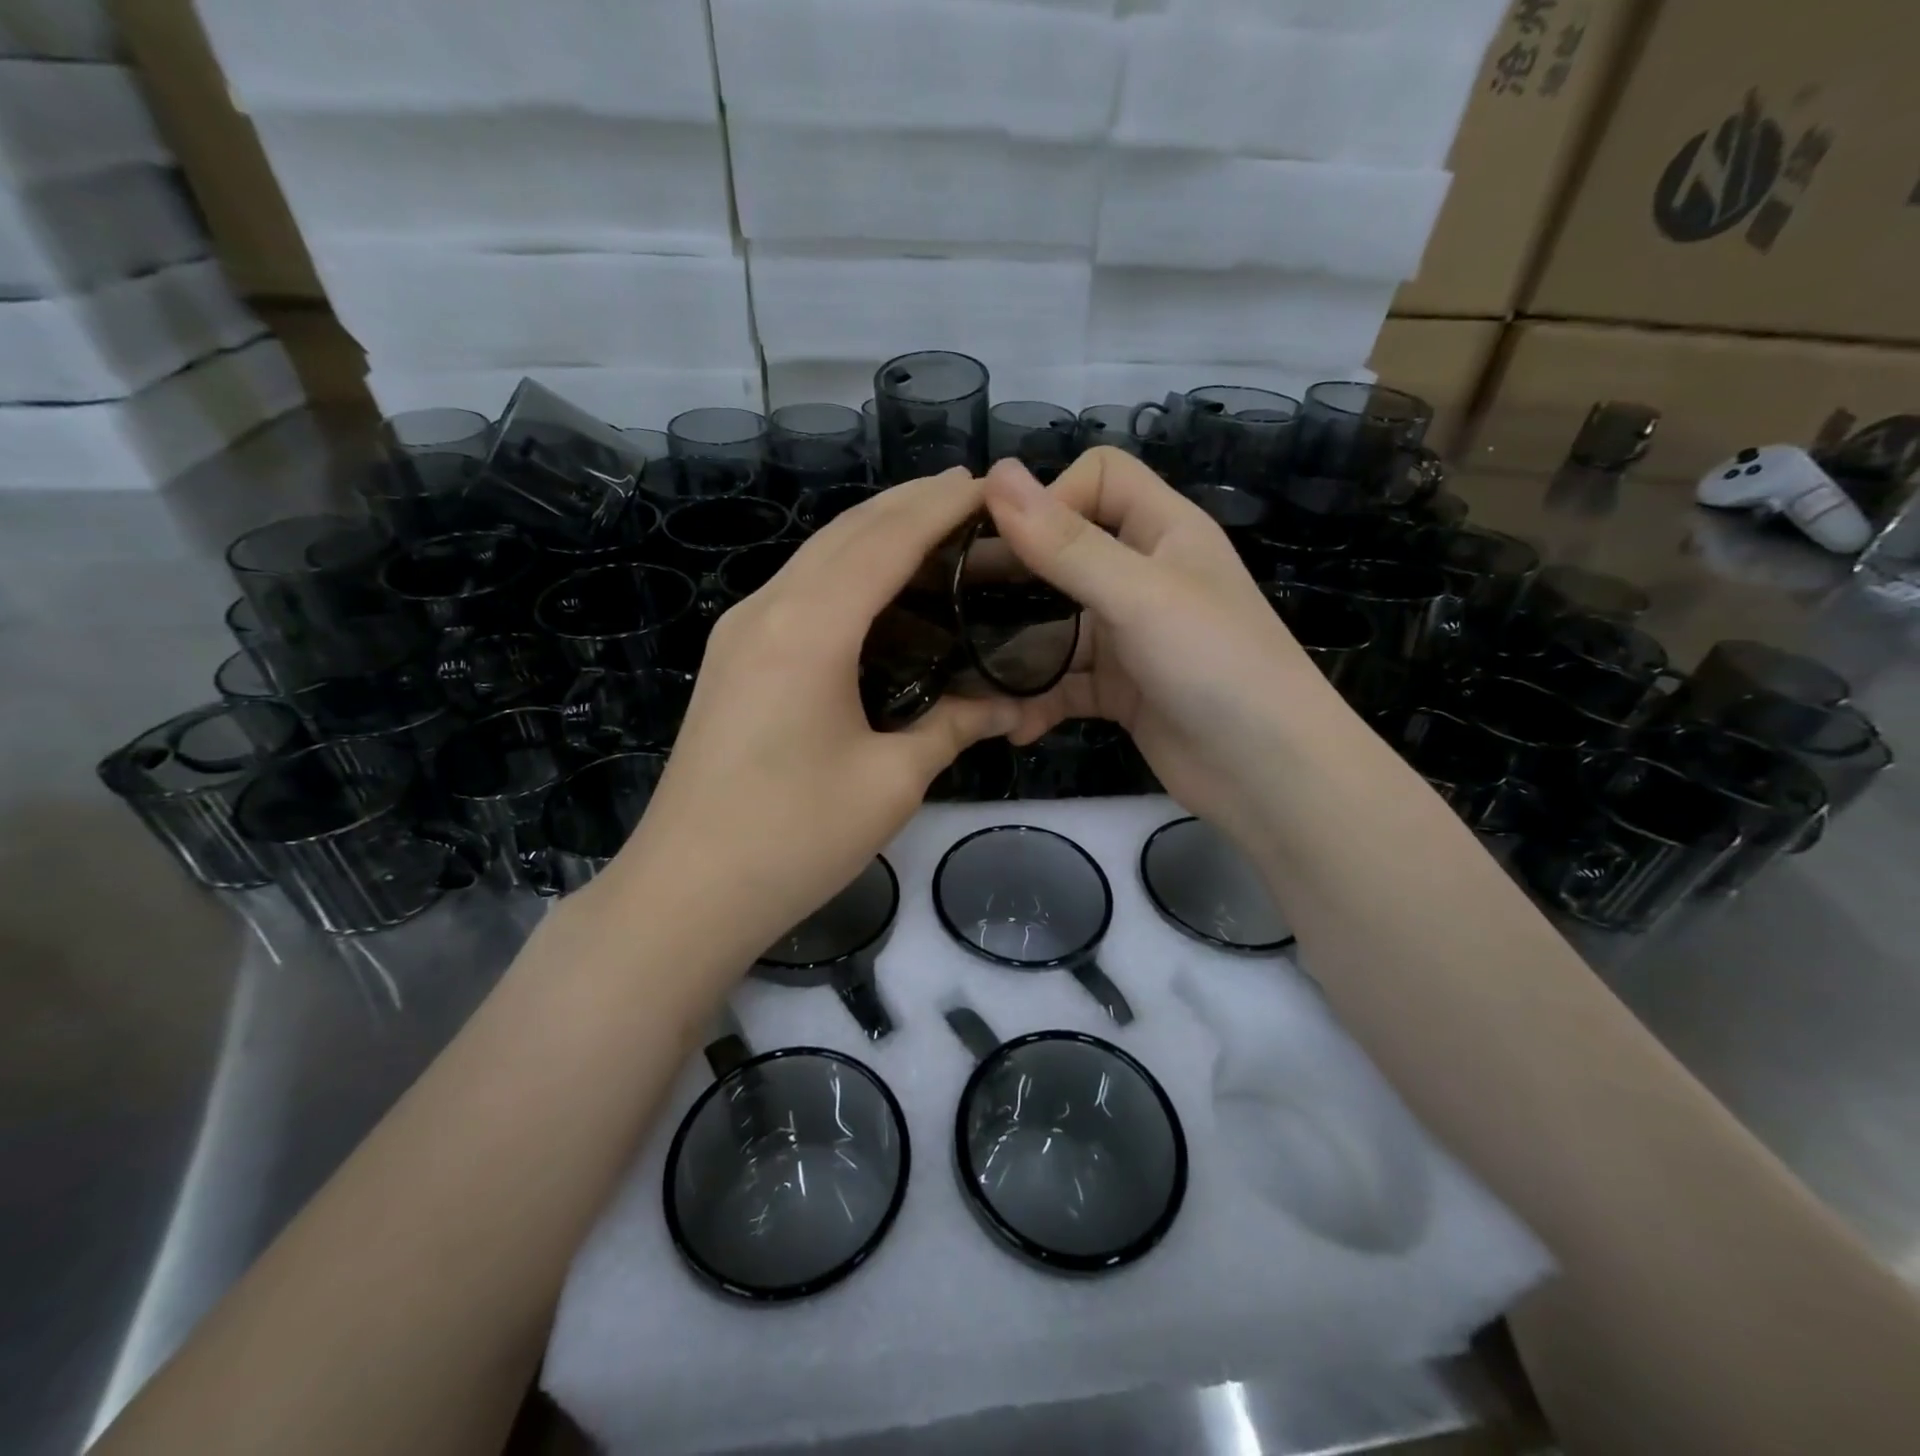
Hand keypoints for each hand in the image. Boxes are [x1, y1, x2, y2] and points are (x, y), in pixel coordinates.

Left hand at [596, 470, 1019, 961]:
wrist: (686, 891)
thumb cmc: (794, 838)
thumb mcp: (891, 781)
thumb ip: (954, 727)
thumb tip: (1009, 705)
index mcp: (810, 628)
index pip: (886, 540)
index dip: (940, 506)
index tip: (990, 484)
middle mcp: (768, 609)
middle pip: (846, 532)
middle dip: (909, 504)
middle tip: (972, 498)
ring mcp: (740, 631)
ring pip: (816, 556)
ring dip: (874, 533)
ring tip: (934, 530)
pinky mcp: (731, 658)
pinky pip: (798, 589)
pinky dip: (845, 570)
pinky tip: (878, 589)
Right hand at [982, 450, 1341, 854]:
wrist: (1269, 774)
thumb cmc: (1214, 665)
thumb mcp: (1137, 595)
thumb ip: (1065, 543)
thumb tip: (995, 474)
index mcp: (1162, 531)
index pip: (1099, 477)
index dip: (1052, 497)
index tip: (1006, 542)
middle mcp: (1144, 576)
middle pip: (1065, 553)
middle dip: (1013, 576)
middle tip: (952, 602)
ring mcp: (1130, 637)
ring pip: (1057, 626)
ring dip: (1018, 653)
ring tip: (972, 677)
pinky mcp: (1120, 690)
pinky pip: (1065, 683)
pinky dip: (1039, 701)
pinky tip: (1016, 724)